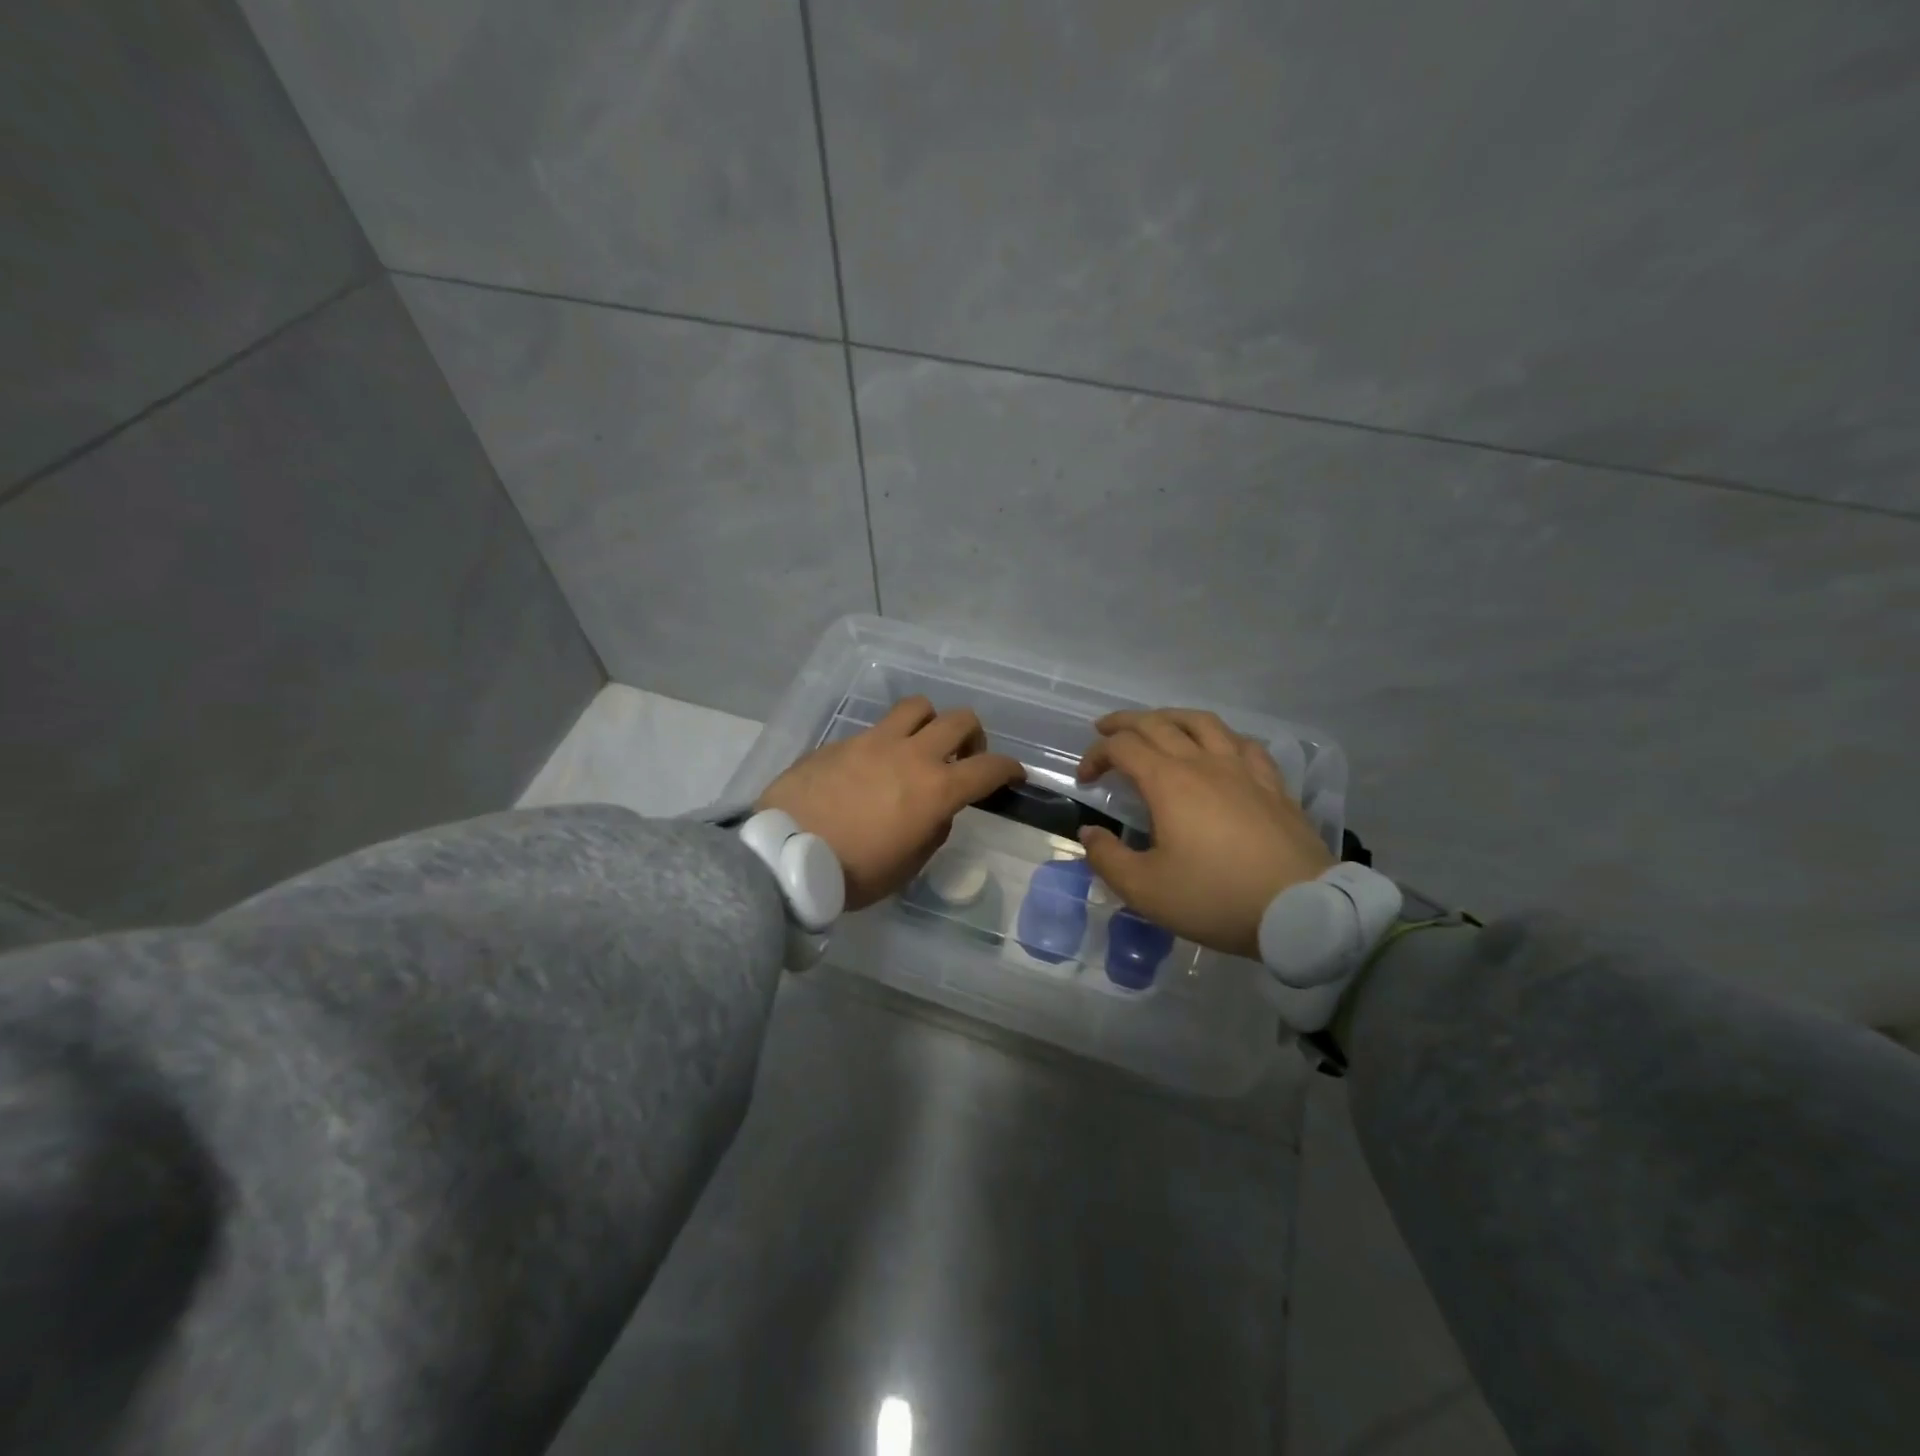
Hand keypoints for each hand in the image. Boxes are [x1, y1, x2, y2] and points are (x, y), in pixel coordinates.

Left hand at [757, 697, 1024, 911]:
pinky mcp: (842, 741)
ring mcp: (874, 742)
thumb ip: (932, 831)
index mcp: (935, 789)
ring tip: (921, 746)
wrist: (785, 854)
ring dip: (930, 723)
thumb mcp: (907, 865)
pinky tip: (873, 767)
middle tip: (965, 757)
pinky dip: (887, 741)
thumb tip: (936, 810)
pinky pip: (876, 728)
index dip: (1009, 769)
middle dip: (973, 737)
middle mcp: (911, 755)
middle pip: (959, 720)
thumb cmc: (853, 872)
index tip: (1013, 775)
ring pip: (917, 707)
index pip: (989, 767)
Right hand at [1075, 709, 1334, 957]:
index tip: (1086, 779)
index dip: (1096, 754)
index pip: (1122, 748)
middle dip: (1124, 723)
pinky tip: (1219, 747)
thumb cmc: (1215, 897)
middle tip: (1105, 730)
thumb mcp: (1145, 890)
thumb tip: (1089, 833)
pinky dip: (1220, 736)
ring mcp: (1242, 769)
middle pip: (1157, 723)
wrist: (1301, 910)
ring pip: (1202, 722)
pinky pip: (1243, 743)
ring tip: (1158, 724)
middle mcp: (1203, 763)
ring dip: (1171, 717)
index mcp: (1168, 783)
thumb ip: (1108, 858)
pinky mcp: (1272, 784)